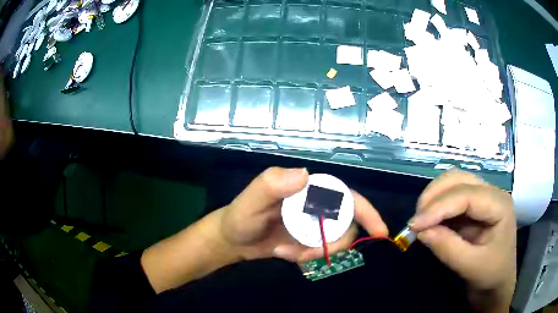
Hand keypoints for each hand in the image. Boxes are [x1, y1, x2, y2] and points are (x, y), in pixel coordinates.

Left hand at [142, 166, 387, 292]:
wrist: (233, 241)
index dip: (366, 211)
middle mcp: (316, 205)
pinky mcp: (309, 240)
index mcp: (307, 189)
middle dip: (333, 244)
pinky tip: (287, 255)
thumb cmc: (240, 217)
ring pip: (335, 241)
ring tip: (289, 255)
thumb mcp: (251, 201)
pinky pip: (322, 251)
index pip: (345, 196)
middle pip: (346, 224)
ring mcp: (313, 224)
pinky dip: (309, 258)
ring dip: (317, 253)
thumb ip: (270, 185)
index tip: (379, 232)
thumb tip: (305, 174)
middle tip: (305, 256)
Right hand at [409, 170, 515, 311]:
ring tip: (421, 220)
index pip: (467, 195)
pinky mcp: (474, 206)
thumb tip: (421, 231)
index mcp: (499, 205)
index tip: (414, 226)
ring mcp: (483, 197)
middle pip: (459, 178)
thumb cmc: (491, 274)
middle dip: (434, 196)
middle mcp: (492, 193)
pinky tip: (430, 220)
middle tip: (416, 221)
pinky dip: (437, 205)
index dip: (439, 207)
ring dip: (433, 197)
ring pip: (453, 182)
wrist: (498, 282)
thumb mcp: (471, 266)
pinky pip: (451, 196)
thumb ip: (447, 248)